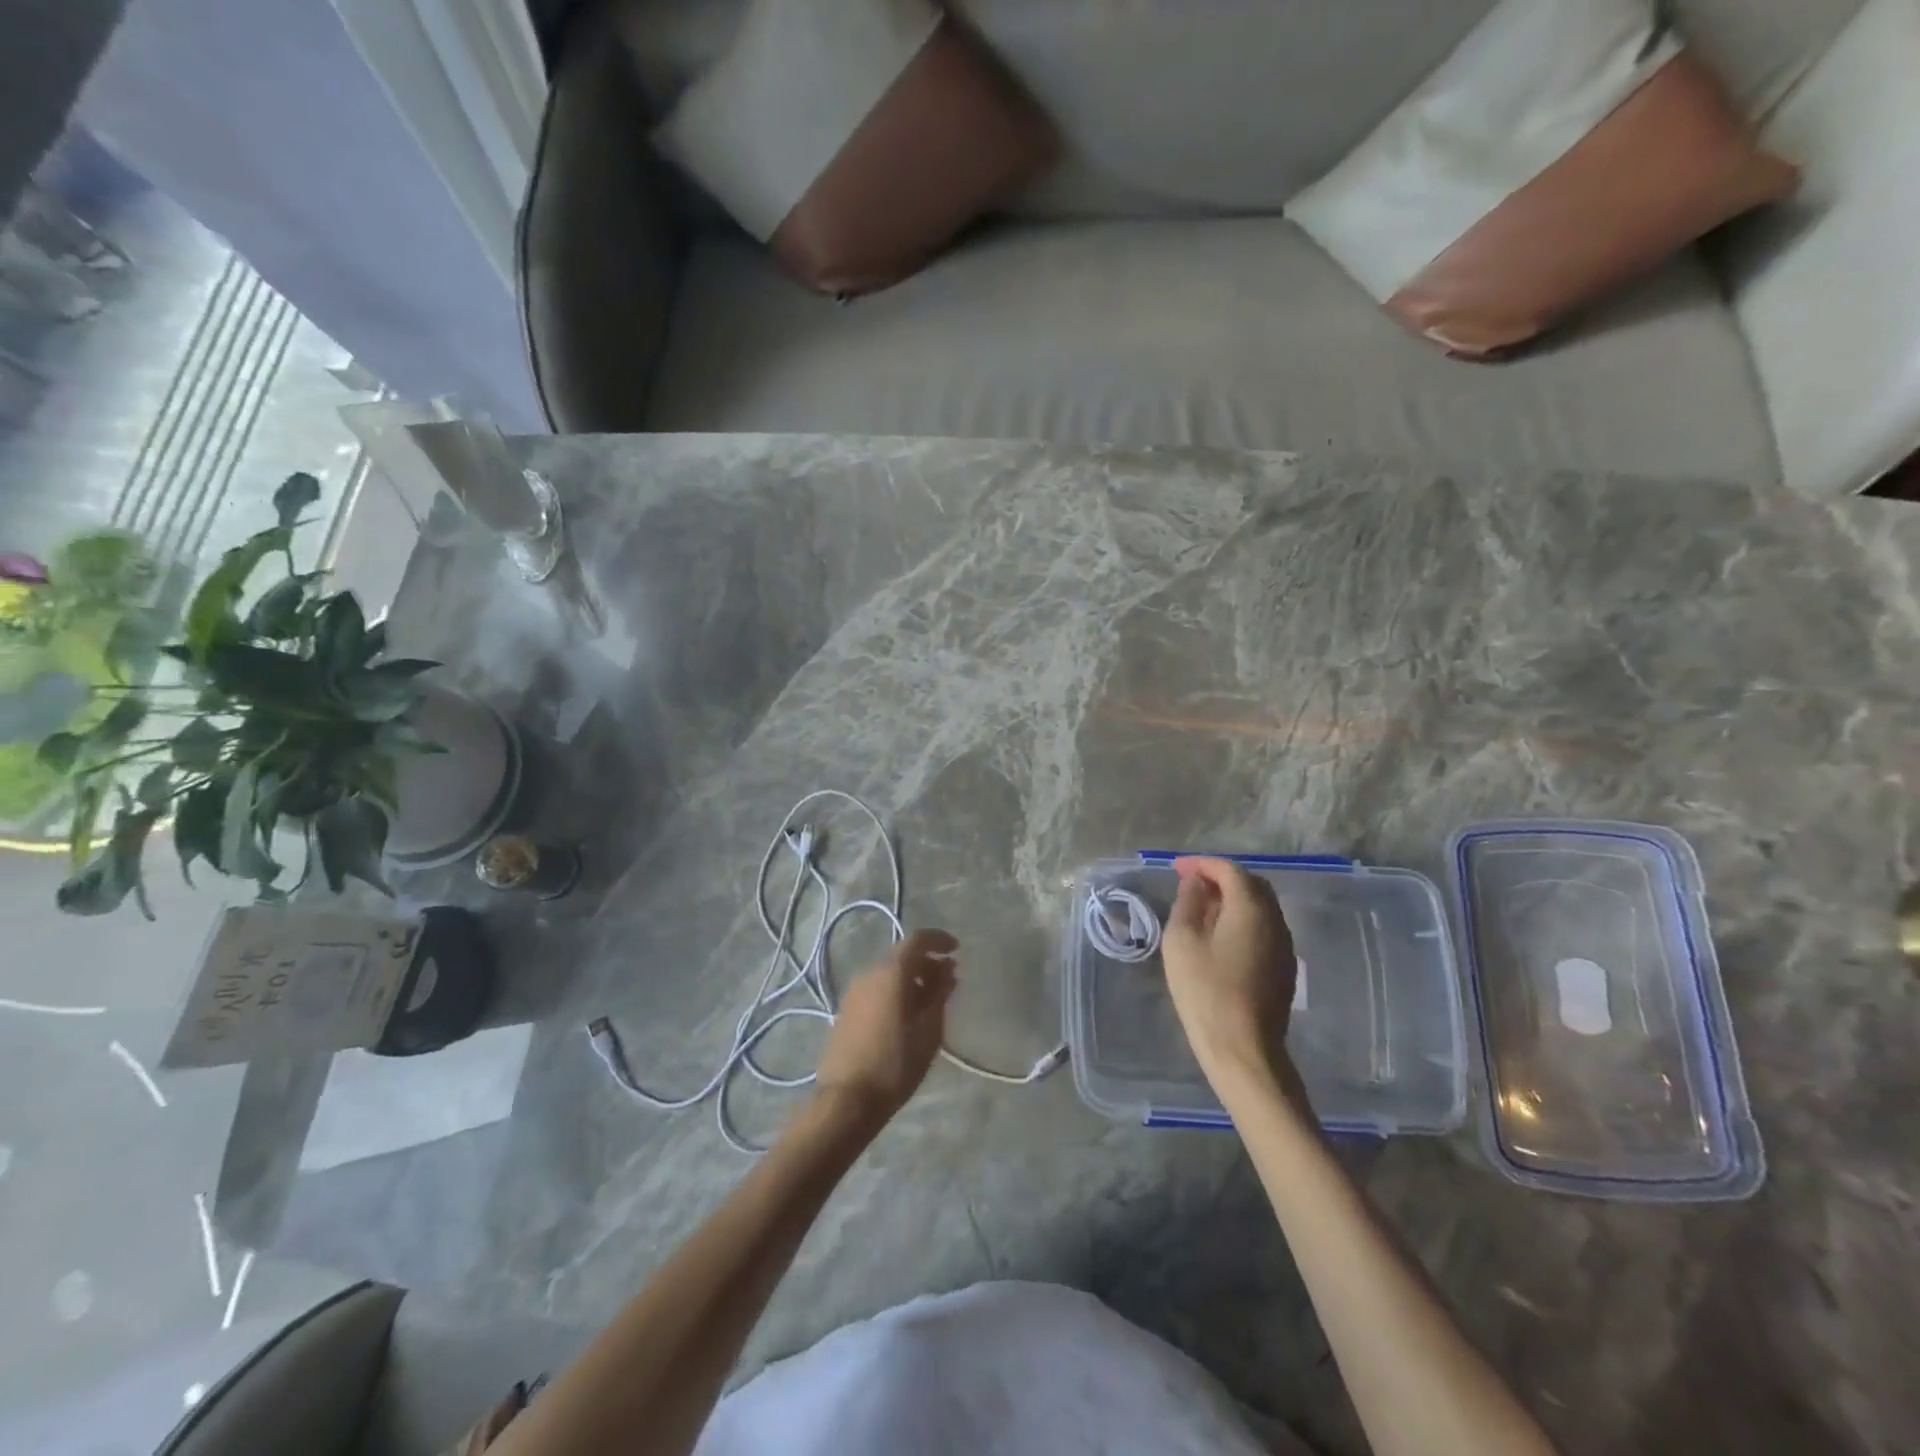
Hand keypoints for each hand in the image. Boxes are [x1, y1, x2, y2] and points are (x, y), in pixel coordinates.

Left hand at [815, 928, 956, 1127]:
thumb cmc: (896, 1063)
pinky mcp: (846, 1011)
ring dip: (911, 978)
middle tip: (947, 980)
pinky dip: (895, 991)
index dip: (939, 940)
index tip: (957, 950)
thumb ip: (939, 994)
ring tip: (930, 1001)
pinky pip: (876, 989)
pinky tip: (906, 1015)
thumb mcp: (928, 1030)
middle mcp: (869, 973)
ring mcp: (854, 992)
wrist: (847, 1100)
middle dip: (926, 962)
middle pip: (902, 956)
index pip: (918, 940)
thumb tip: (947, 970)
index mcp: (891, 973)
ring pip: (888, 973)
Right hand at [1161, 856, 1299, 1092]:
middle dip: (1220, 877)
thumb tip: (1195, 883)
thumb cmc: (1205, 991)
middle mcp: (1275, 920)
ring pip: (1260, 906)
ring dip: (1233, 899)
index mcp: (1251, 908)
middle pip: (1251, 884)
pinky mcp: (1284, 967)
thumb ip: (1188, 903)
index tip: (1176, 869)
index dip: (1202, 864)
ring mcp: (1284, 945)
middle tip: (1190, 885)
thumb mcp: (1182, 941)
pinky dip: (1242, 919)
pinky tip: (1221, 936)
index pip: (1229, 870)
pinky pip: (1264, 927)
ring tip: (1202, 908)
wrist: (1243, 1049)